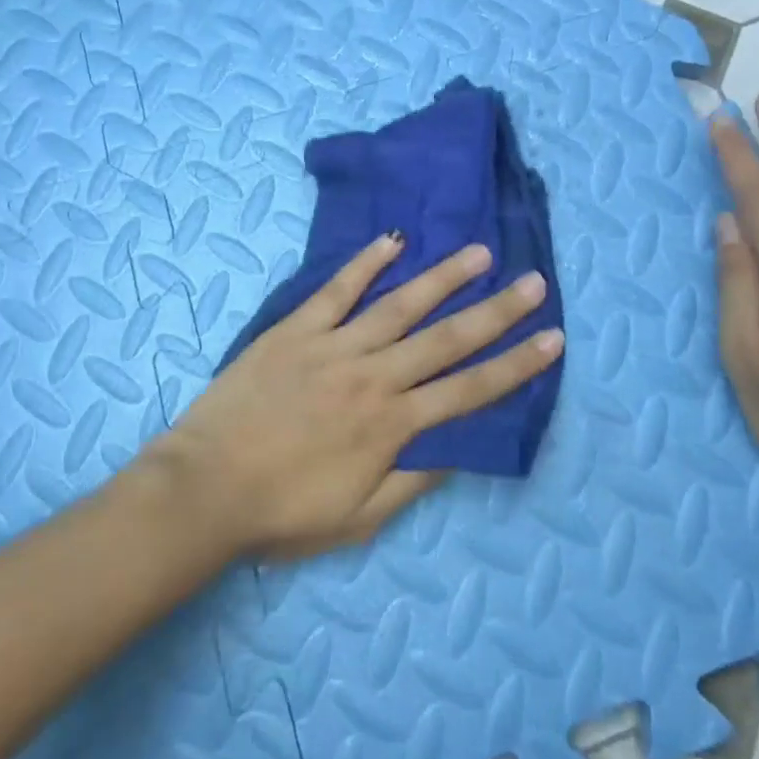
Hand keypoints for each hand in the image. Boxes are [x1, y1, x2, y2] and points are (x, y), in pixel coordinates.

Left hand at [149, 235, 563, 559]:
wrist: (206, 487)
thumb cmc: (283, 510)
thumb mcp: (359, 518)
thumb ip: (412, 482)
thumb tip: (457, 448)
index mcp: (393, 425)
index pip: (469, 390)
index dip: (516, 365)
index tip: (552, 339)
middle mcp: (375, 376)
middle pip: (447, 338)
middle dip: (497, 310)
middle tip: (534, 281)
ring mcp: (335, 345)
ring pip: (400, 304)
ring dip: (443, 277)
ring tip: (479, 252)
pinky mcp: (298, 328)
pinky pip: (338, 289)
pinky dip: (366, 263)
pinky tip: (393, 239)